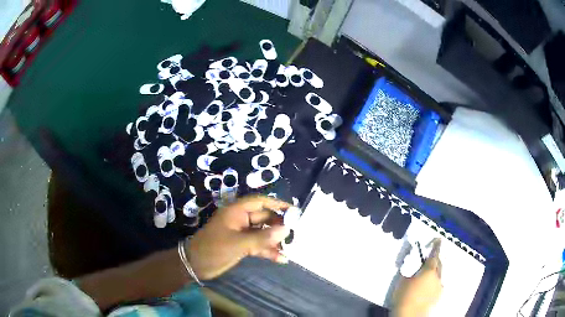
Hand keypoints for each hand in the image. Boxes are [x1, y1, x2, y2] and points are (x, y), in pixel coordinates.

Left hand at [187, 195, 290, 279]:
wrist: (196, 265)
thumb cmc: (213, 249)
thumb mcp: (238, 243)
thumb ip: (262, 237)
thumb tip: (286, 230)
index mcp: (236, 212)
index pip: (260, 202)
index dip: (277, 204)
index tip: (294, 211)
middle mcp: (241, 220)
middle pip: (264, 218)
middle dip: (279, 225)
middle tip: (296, 233)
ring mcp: (242, 233)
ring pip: (263, 233)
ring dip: (275, 240)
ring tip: (290, 248)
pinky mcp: (242, 245)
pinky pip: (259, 245)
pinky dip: (268, 251)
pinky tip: (281, 259)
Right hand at [392, 238, 442, 316]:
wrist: (409, 315)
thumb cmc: (404, 296)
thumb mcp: (402, 281)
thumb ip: (409, 270)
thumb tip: (411, 263)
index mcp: (429, 271)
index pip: (434, 255)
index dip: (436, 246)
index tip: (439, 239)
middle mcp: (437, 277)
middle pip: (439, 264)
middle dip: (436, 259)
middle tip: (430, 258)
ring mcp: (439, 287)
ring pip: (439, 275)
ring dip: (435, 271)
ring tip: (427, 275)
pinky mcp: (438, 296)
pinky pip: (438, 284)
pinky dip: (434, 282)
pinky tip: (427, 287)